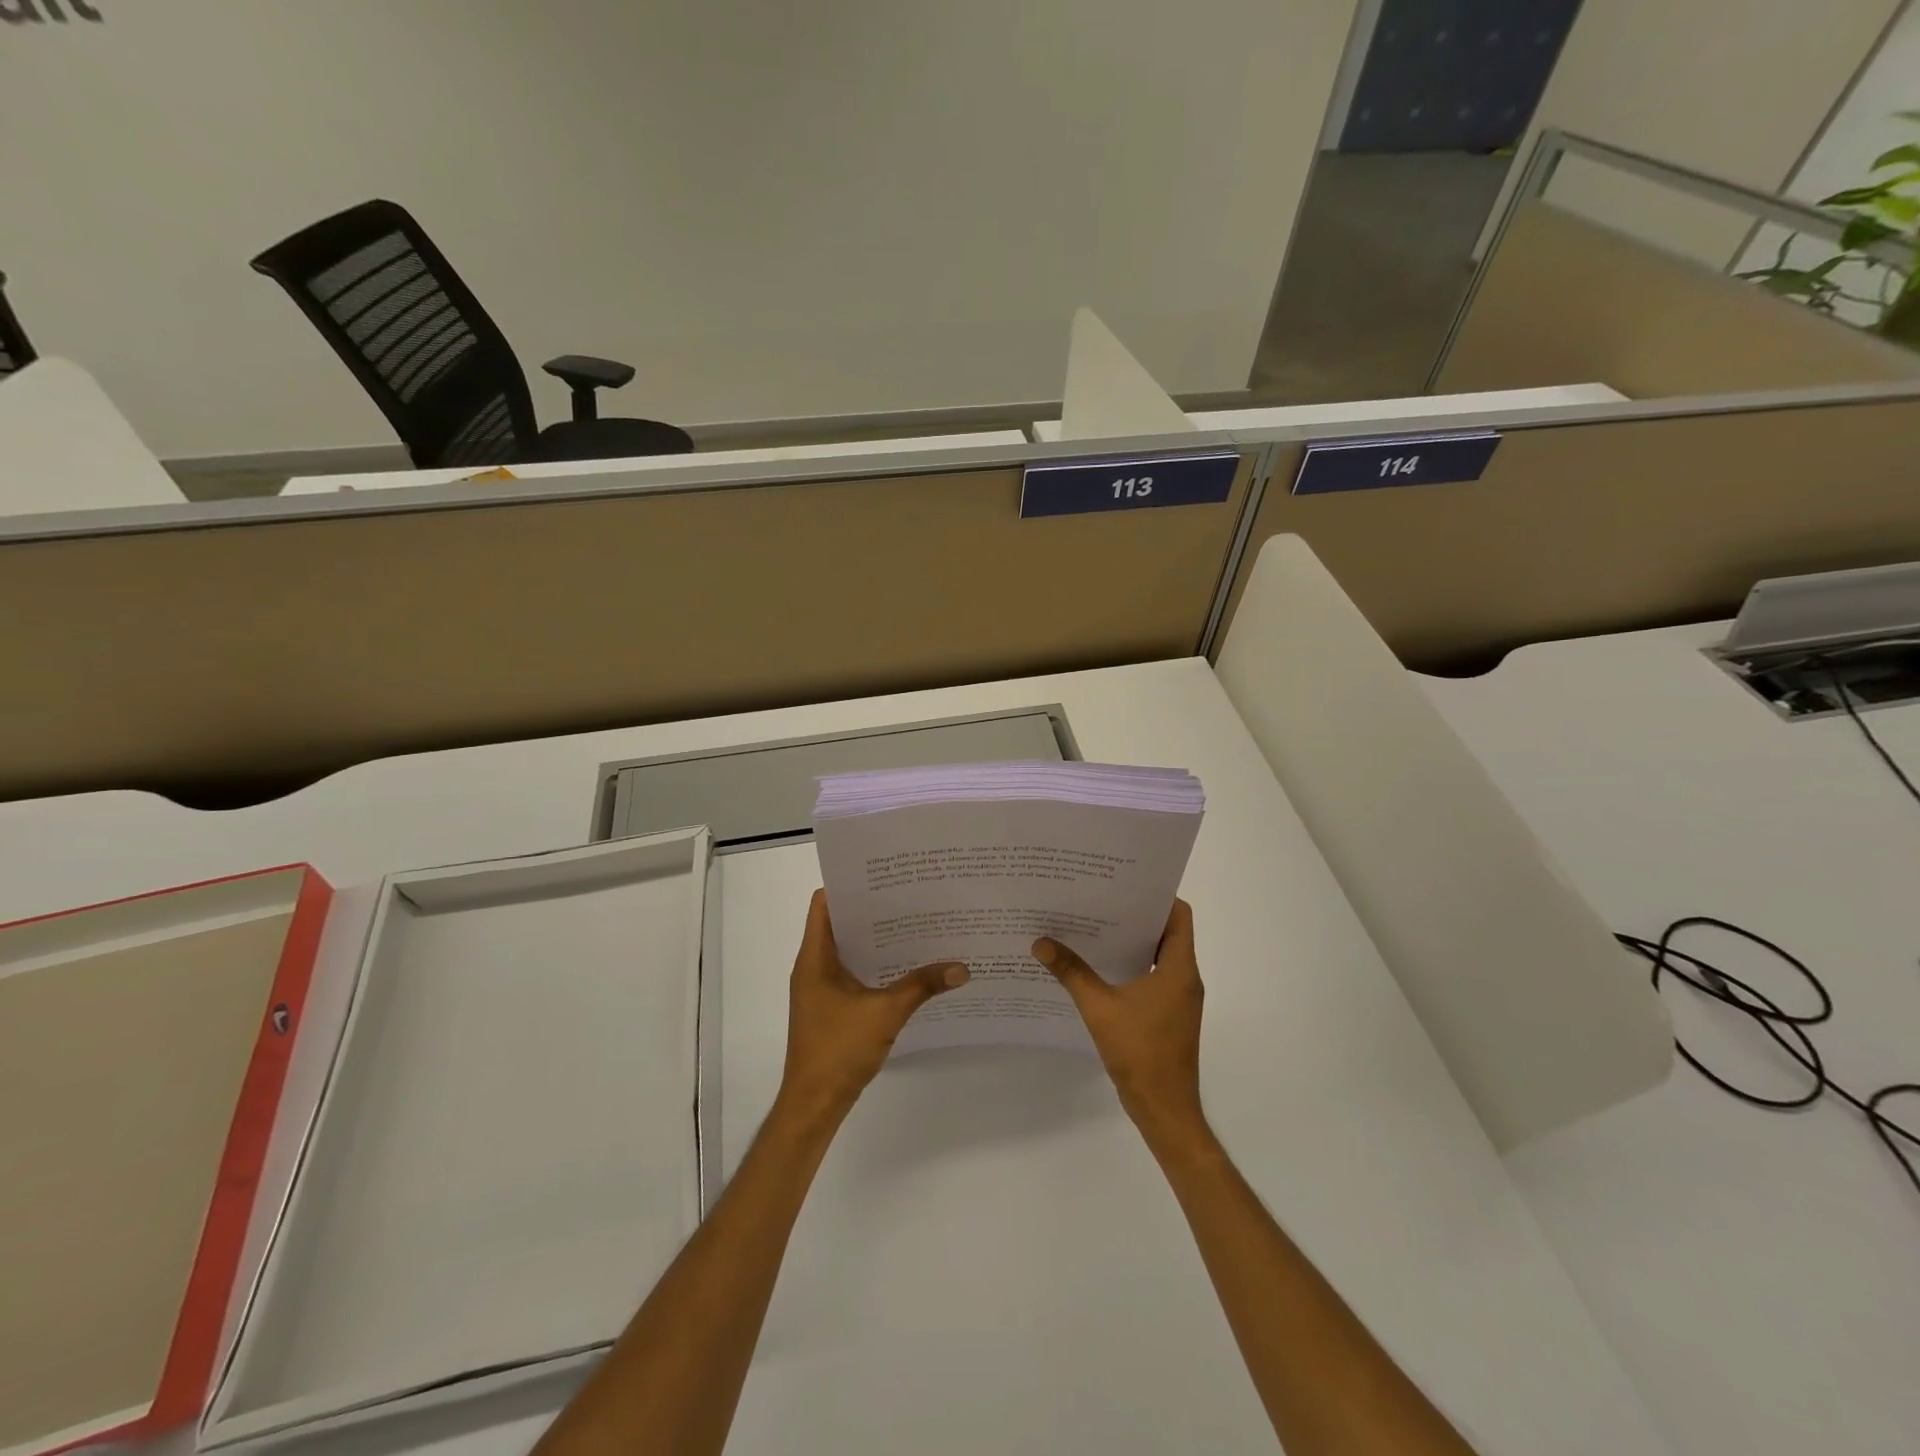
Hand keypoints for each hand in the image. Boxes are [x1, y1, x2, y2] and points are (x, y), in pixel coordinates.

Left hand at [778, 890, 968, 1123]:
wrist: (814, 1105)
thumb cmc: (838, 1050)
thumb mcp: (885, 1013)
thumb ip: (922, 986)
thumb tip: (962, 967)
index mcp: (814, 958)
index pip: (824, 903)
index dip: (849, 885)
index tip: (884, 876)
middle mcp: (813, 966)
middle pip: (840, 923)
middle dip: (873, 909)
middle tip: (911, 896)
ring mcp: (821, 988)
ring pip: (849, 950)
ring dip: (876, 938)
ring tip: (915, 924)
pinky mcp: (831, 1007)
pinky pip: (853, 972)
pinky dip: (875, 964)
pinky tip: (907, 965)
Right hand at [1034, 899, 1207, 1152]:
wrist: (1164, 1109)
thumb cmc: (1140, 1053)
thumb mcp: (1099, 1008)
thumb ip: (1071, 972)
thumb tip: (1041, 942)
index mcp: (1179, 968)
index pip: (1179, 915)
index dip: (1156, 895)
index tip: (1124, 883)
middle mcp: (1185, 977)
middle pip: (1167, 931)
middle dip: (1135, 914)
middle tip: (1099, 898)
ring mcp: (1179, 998)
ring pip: (1159, 955)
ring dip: (1131, 941)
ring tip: (1093, 925)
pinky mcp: (1169, 1014)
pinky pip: (1153, 976)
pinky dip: (1131, 965)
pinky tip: (1098, 966)